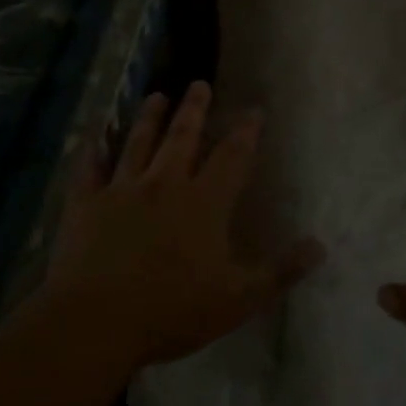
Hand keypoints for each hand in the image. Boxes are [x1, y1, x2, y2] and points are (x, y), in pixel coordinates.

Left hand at [43, 82, 321, 372]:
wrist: (97, 322)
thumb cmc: (172, 310)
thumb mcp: (238, 298)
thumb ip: (280, 271)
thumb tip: (320, 246)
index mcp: (204, 202)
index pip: (231, 157)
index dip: (245, 132)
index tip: (253, 110)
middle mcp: (164, 184)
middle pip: (182, 137)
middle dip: (194, 109)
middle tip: (199, 84)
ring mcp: (121, 190)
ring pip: (138, 143)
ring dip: (148, 118)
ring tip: (156, 97)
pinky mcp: (86, 204)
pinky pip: (90, 168)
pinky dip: (93, 149)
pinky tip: (95, 135)